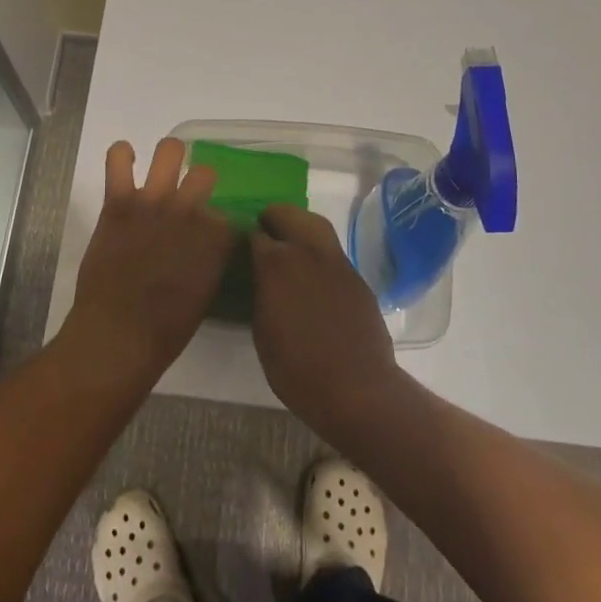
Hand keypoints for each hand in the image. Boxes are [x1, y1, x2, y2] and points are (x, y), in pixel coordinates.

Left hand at [61, 139, 232, 378]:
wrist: (118, 335)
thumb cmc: (165, 329)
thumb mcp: (205, 295)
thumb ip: (210, 261)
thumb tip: (208, 247)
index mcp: (216, 238)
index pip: (226, 213)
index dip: (217, 221)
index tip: (209, 231)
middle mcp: (190, 212)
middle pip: (205, 173)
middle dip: (199, 182)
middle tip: (188, 194)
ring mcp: (154, 203)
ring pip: (170, 151)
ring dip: (169, 156)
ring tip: (163, 166)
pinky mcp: (119, 202)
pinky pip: (118, 160)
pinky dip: (121, 154)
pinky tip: (125, 159)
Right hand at [250, 205, 404, 437]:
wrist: (356, 387)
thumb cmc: (296, 368)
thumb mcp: (262, 331)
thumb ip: (260, 294)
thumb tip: (261, 278)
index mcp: (276, 263)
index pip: (256, 234)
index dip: (248, 238)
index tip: (243, 246)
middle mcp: (307, 251)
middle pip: (288, 214)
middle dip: (274, 218)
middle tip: (265, 230)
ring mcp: (336, 261)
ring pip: (315, 225)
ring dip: (299, 226)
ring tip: (291, 241)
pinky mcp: (356, 276)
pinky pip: (333, 252)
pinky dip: (319, 252)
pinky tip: (315, 273)